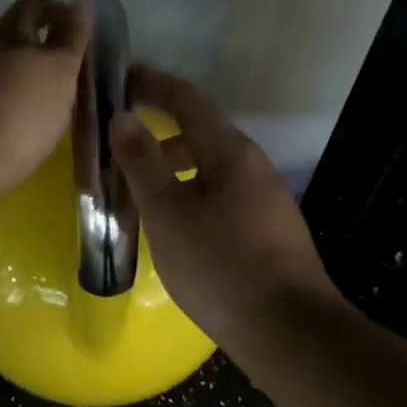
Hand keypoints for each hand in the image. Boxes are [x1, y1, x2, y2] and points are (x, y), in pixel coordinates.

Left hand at [0, 0, 92, 202]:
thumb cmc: (20, 112)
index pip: (34, 6)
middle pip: (11, 35)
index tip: (80, 34)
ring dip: (20, 76)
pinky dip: (4, 101)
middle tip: (66, 71)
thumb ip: (71, 38)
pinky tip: (17, 123)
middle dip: (38, 45)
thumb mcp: (59, 72)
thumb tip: (82, 0)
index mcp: (7, 32)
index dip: (58, 12)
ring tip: (44, 101)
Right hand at [112, 65, 343, 345]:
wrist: (288, 330)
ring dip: (173, 168)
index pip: (187, 101)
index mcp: (230, 151)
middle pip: (200, 134)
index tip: (122, 76)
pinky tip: (174, 224)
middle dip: (159, 132)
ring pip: (210, 169)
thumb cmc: (220, 265)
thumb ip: (142, 162)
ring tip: (138, 189)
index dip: (153, 85)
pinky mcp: (268, 230)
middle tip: (118, 142)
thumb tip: (122, 117)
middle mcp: (253, 166)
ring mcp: (265, 199)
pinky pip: (221, 196)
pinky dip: (191, 194)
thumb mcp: (168, 212)